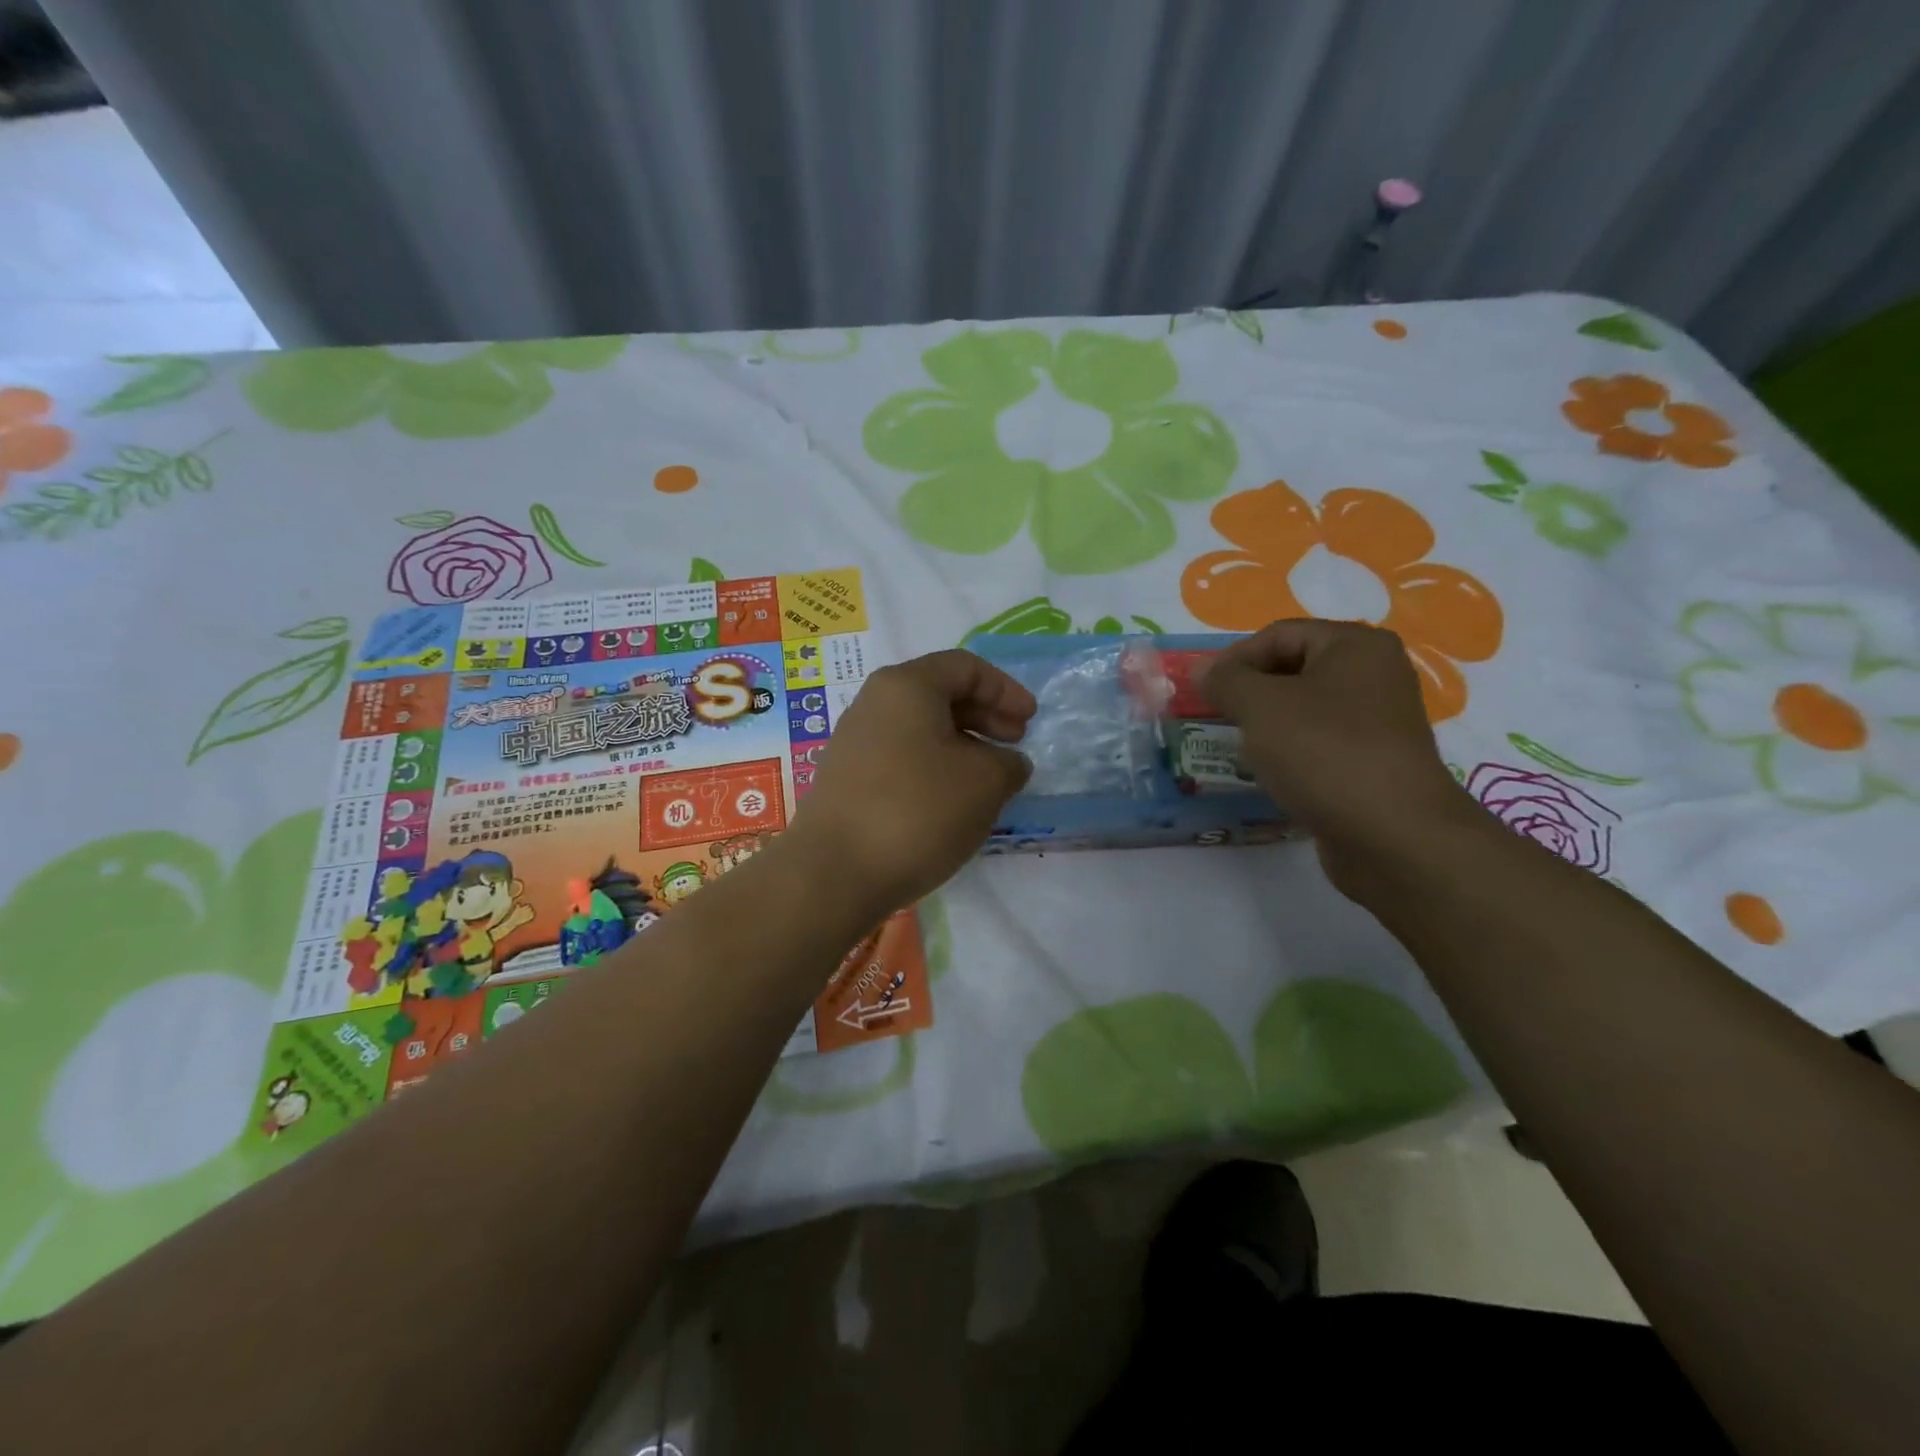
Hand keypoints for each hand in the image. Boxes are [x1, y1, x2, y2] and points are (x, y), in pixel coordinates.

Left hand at [790, 650, 1035, 915]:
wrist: (835, 872)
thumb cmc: (918, 810)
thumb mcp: (986, 782)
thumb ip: (1008, 763)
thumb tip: (1007, 763)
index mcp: (906, 686)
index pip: (965, 667)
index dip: (1005, 690)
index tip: (1030, 721)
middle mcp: (874, 703)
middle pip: (940, 693)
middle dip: (985, 715)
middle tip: (1015, 743)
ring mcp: (855, 741)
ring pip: (920, 728)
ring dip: (962, 744)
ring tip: (989, 777)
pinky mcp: (847, 779)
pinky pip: (902, 757)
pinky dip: (935, 766)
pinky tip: (951, 801)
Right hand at [1202, 620, 1481, 899]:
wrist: (1392, 836)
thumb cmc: (1324, 753)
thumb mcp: (1260, 706)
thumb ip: (1225, 680)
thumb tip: (1202, 670)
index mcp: (1355, 645)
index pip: (1278, 635)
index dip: (1234, 659)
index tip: (1202, 693)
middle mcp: (1374, 675)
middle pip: (1292, 669)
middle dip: (1248, 693)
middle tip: (1216, 719)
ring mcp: (1378, 722)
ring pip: (1303, 710)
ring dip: (1265, 726)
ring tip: (1238, 749)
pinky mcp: (1372, 762)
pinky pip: (1318, 744)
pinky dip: (1289, 753)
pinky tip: (1270, 775)